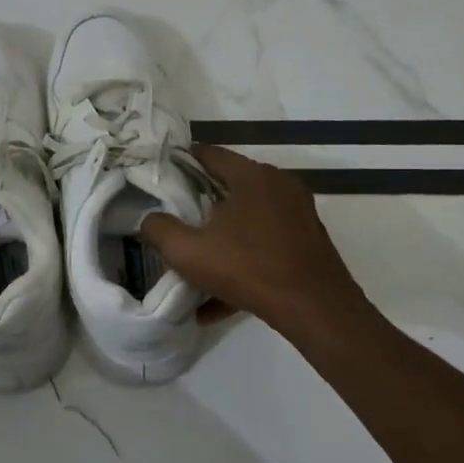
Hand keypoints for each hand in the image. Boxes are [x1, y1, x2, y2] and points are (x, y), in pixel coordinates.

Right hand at [140, 146, 376, 347]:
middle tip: (177, 219)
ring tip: (200, 259)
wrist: (315, 308)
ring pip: (250, 218)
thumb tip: (148, 220)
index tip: (163, 175)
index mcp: (252, 176)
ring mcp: (299, 213)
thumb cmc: (248, 269)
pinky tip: (221, 300)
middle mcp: (280, 185)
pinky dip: (245, 260)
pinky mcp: (309, 241)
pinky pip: (267, 244)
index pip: (211, 154)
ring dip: (224, 236)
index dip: (183, 161)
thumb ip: (159, 230)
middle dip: (202, 202)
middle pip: (231, 185)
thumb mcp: (188, 252)